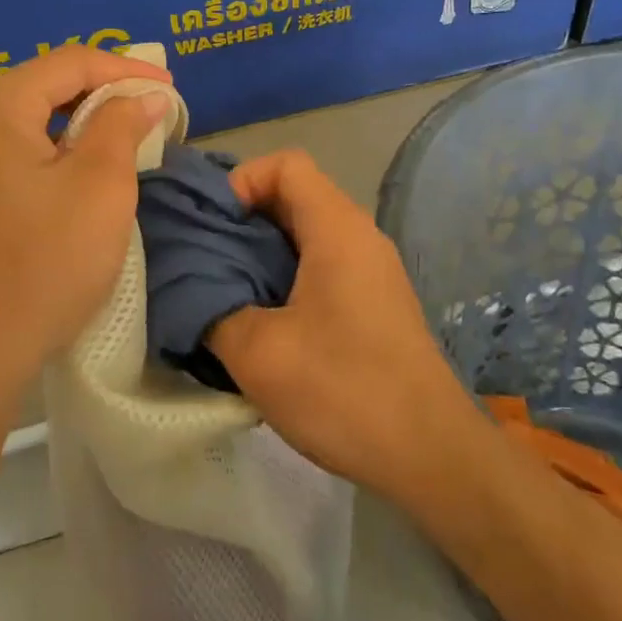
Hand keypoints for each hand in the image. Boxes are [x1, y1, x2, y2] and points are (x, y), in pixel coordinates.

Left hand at [0, 45, 172, 394]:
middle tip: (154, 106)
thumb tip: (145, 97)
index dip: (128, 69)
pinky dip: (55, 148)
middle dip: (105, 92)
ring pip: (31, 118)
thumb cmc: (45, 262)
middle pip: (46, 85)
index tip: (172, 87)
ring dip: (81, 121)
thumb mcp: (100, 186)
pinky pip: (15, 148)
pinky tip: (83, 163)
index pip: (71, 63)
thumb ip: (122, 125)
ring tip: (128, 131)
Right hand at [207, 150, 479, 505]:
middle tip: (204, 262)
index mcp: (337, 229)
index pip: (286, 164)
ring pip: (307, 236)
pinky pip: (323, 268)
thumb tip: (191, 291)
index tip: (212, 227)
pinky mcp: (375, 304)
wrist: (430, 455)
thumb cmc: (343, 390)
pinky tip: (263, 324)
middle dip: (243, 222)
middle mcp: (360, 237)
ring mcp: (372, 271)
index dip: (241, 181)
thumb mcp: (258, 352)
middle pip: (294, 197)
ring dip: (262, 256)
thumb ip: (213, 309)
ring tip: (225, 294)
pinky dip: (286, 280)